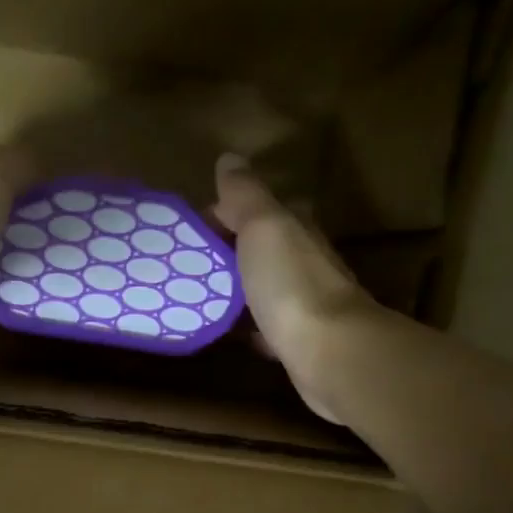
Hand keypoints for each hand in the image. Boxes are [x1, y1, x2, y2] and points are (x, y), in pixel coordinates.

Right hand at [211, 153, 383, 422]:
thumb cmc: (291, 284)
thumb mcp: (264, 227)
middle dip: (225, 252)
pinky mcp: (298, 341)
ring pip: (261, 288)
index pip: (255, 210)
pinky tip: (224, 331)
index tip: (184, 230)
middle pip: (259, 249)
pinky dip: (245, 325)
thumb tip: (230, 158)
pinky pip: (264, 326)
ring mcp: (303, 303)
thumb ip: (245, 195)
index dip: (221, 214)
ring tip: (193, 296)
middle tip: (182, 265)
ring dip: (234, 289)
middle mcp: (303, 262)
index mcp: (295, 229)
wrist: (330, 353)